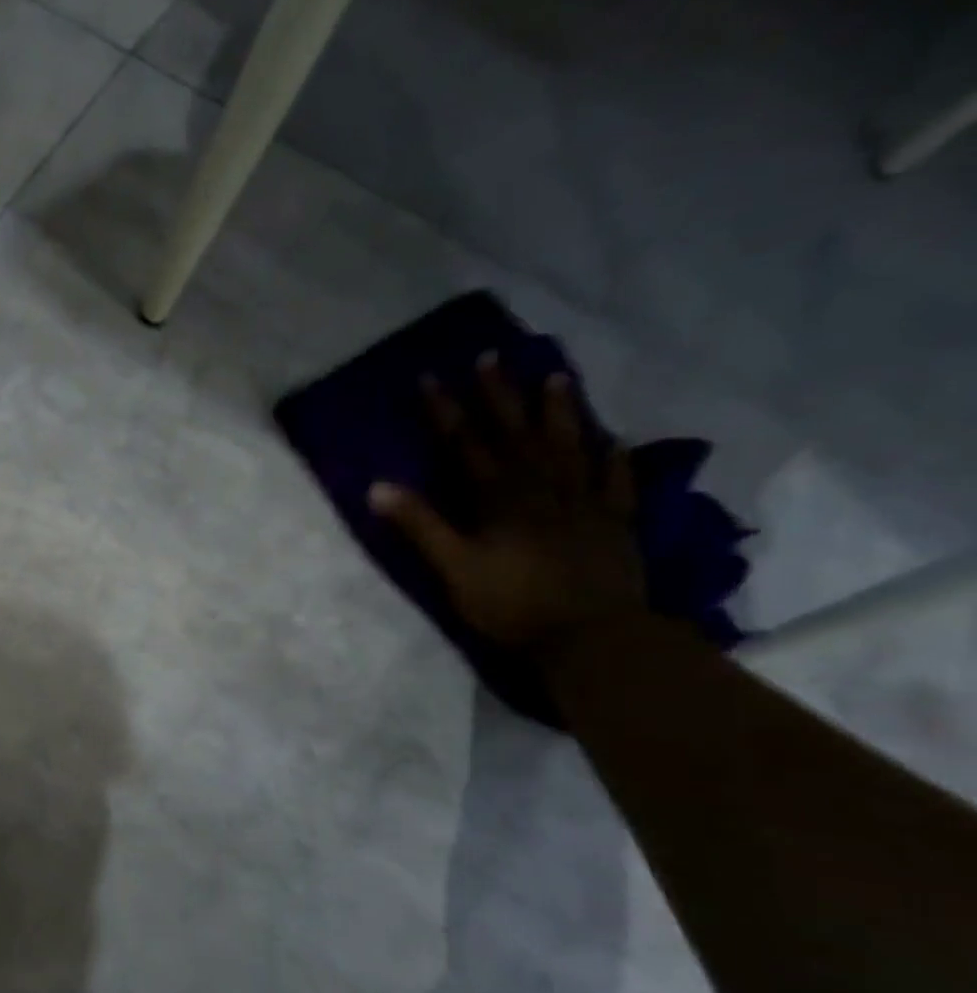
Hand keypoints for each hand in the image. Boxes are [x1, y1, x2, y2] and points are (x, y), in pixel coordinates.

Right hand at [369, 355, 645, 651]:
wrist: (590, 636)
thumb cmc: (511, 605)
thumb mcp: (452, 568)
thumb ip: (419, 526)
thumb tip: (377, 487)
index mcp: (497, 498)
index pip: (465, 444)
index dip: (446, 410)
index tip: (431, 376)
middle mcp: (540, 488)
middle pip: (517, 432)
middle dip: (499, 394)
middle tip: (491, 357)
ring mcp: (583, 502)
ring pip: (569, 444)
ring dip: (560, 410)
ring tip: (556, 376)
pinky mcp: (615, 522)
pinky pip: (616, 480)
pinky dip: (614, 457)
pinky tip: (613, 439)